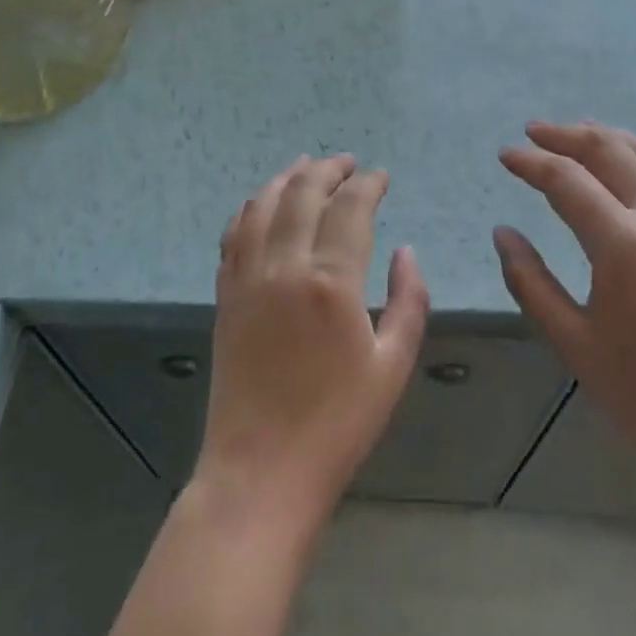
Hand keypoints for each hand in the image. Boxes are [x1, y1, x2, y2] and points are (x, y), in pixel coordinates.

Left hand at [197, 155, 429, 531]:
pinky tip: (262, 203)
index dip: (368, 184)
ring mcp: (248, 277)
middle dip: (328, 169)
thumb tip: (405, 251)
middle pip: (304, 193)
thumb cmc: (337, 425)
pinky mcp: (226, 294)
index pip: (350, 208)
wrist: (260, 472)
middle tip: (347, 163)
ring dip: (288, 178)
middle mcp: (285, 267)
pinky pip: (234, 233)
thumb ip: (408, 301)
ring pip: (264, 204)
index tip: (381, 176)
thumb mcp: (392, 367)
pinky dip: (251, 207)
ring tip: (307, 165)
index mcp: (332, 283)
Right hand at [494, 122, 635, 502]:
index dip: (532, 162)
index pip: (567, 180)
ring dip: (607, 137)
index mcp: (622, 243)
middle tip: (534, 132)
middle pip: (610, 151)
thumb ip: (531, 282)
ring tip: (577, 133)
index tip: (506, 155)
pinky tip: (629, 165)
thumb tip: (503, 233)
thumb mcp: (574, 342)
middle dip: (567, 135)